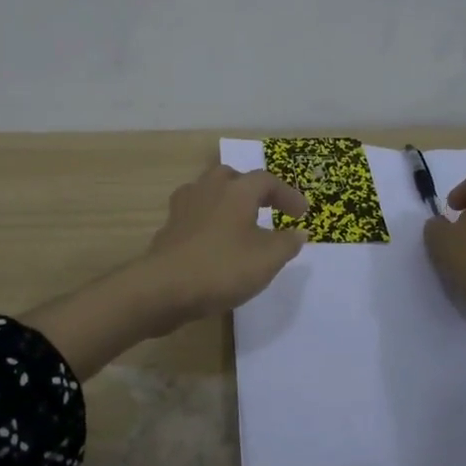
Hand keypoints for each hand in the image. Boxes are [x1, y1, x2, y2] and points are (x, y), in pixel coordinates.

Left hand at [138, 164, 310, 326]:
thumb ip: (287, 243)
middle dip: (250, 189)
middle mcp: (208, 190)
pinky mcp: (168, 229)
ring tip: (238, 222)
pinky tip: (213, 242)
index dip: (287, 195)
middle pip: (232, 177)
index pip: (267, 181)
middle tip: (265, 207)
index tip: (301, 214)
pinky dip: (208, 222)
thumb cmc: (222, 268)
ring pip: (208, 192)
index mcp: (237, 191)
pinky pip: (193, 215)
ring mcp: (183, 208)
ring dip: (226, 202)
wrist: (163, 288)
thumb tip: (298, 232)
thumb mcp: (267, 260)